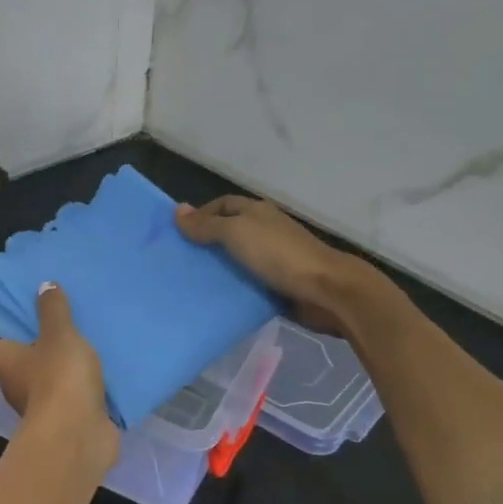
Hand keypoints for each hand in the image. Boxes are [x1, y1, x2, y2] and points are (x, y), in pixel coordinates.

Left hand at [0, 283, 117, 472]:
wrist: (78, 436)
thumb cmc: (58, 378)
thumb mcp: (59, 334)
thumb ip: (52, 310)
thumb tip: (43, 286)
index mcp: (3, 362)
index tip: (7, 321)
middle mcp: (14, 386)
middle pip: (13, 365)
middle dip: (30, 347)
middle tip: (52, 324)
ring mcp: (40, 408)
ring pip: (43, 381)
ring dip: (57, 368)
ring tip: (80, 344)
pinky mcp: (65, 422)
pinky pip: (69, 399)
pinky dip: (78, 389)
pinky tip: (98, 372)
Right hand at [176, 195, 367, 337]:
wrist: (325, 290)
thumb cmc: (278, 254)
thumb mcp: (236, 233)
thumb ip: (206, 225)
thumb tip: (177, 210)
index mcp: (256, 212)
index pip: (221, 205)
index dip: (199, 215)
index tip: (177, 235)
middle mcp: (263, 230)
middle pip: (227, 232)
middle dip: (204, 244)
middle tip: (178, 260)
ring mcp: (272, 258)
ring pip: (236, 259)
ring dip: (216, 268)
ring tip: (189, 281)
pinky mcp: (276, 284)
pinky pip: (246, 283)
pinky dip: (231, 288)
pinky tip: (213, 298)